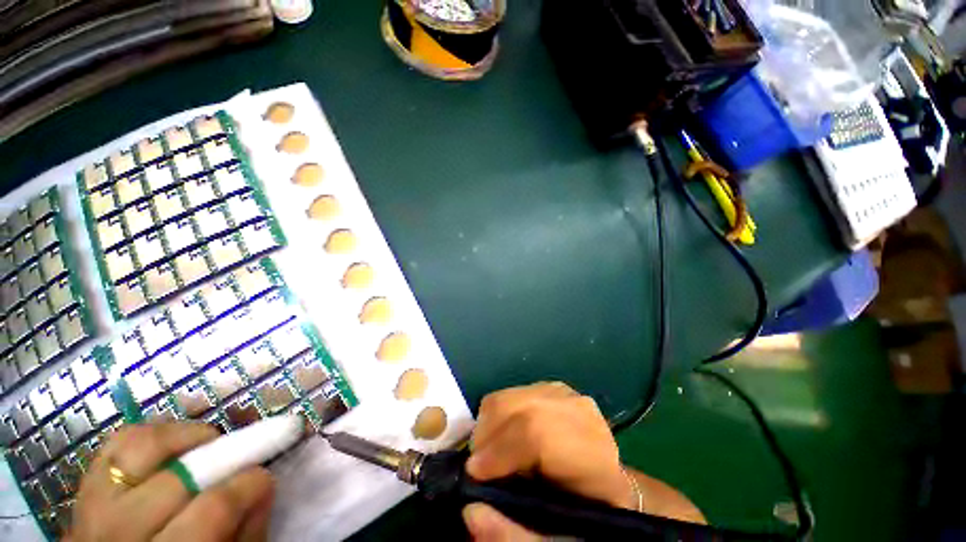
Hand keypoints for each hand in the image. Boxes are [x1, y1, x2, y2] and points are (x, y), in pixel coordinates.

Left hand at [68, 422, 273, 541]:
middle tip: (239, 457)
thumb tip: (264, 481)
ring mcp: (94, 506)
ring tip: (205, 444)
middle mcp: (119, 532)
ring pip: (140, 446)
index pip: (212, 510)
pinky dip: (152, 434)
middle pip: (177, 477)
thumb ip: (248, 529)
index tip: (264, 475)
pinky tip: (171, 446)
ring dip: (184, 436)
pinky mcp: (85, 486)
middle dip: (221, 456)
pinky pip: (117, 443)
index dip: (248, 484)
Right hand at [463, 382, 703, 540]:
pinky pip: (513, 393)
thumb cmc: (587, 517)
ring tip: (491, 453)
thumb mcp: (560, 541)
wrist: (611, 487)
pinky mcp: (553, 387)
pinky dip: (499, 414)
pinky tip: (505, 437)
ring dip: (490, 423)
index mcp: (594, 457)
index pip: (538, 434)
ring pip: (512, 396)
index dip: (500, 449)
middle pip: (521, 408)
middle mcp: (582, 415)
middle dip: (488, 435)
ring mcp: (567, 395)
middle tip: (478, 466)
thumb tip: (472, 510)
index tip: (473, 472)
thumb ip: (516, 535)